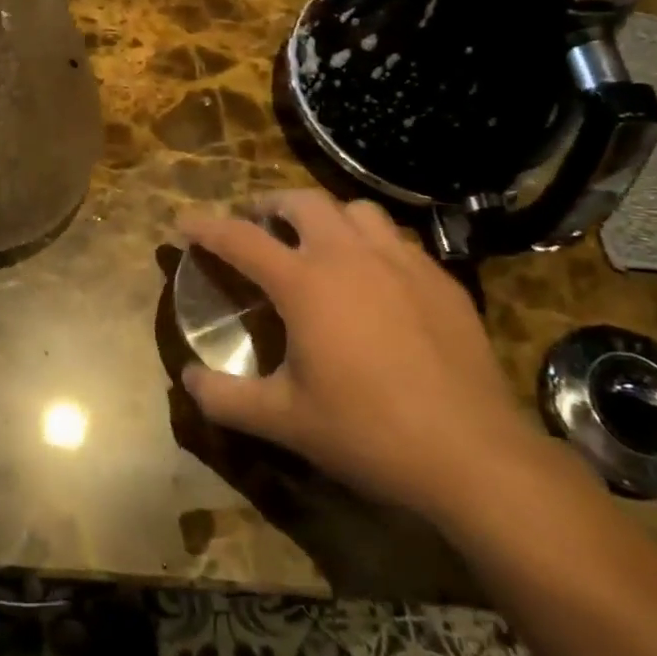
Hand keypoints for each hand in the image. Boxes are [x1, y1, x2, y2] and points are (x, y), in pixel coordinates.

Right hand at [178, 190, 540, 520]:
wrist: (473, 454)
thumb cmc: (369, 432)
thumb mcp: (285, 421)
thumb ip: (226, 398)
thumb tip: (188, 380)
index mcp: (305, 283)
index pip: (240, 238)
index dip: (206, 227)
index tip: (183, 222)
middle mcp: (350, 256)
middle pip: (302, 201)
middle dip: (270, 204)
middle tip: (257, 224)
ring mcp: (401, 262)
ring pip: (355, 210)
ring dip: (326, 216)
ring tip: (317, 242)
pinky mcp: (440, 279)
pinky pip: (397, 239)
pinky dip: (371, 242)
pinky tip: (374, 278)